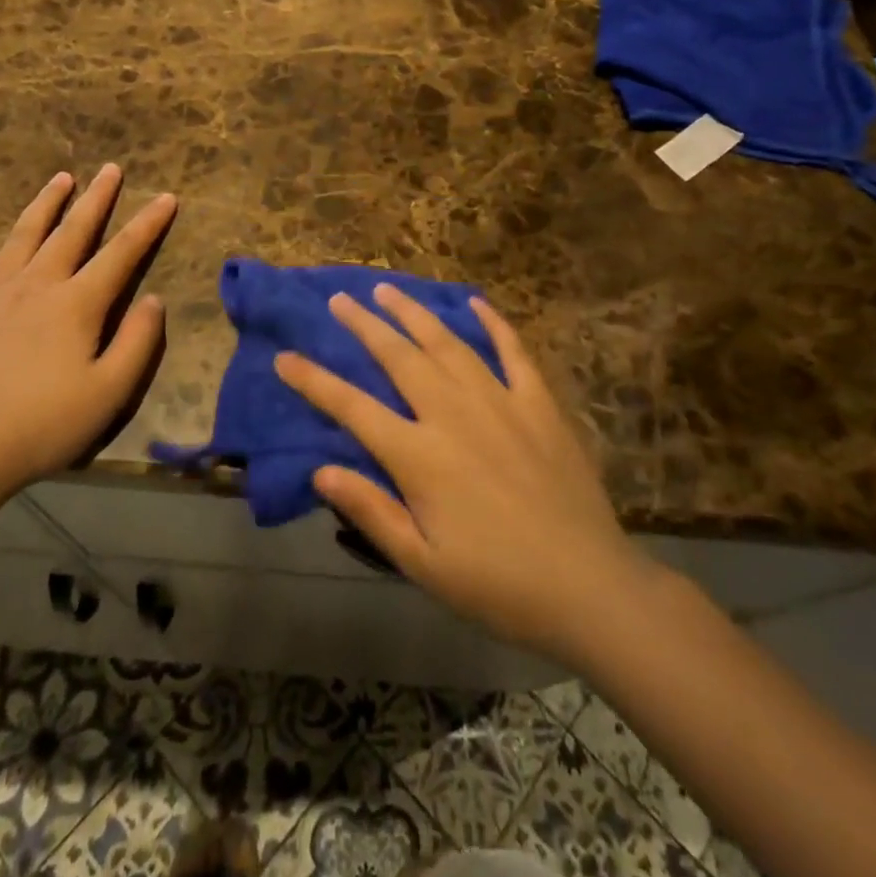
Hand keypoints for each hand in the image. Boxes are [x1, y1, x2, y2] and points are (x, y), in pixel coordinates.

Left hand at [0, 165, 176, 514]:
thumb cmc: (43, 427)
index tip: (167, 196)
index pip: (122, 254)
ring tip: (60, 179)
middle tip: (110, 169)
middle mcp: (36, 287)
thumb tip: (154, 299)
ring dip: (43, 207)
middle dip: (96, 199)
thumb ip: (137, 342)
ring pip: (21, 239)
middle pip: (72, 233)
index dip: (148, 224)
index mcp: (77, 305)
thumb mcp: (110, 393)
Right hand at [275, 285, 649, 663]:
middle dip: (364, 325)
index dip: (314, 381)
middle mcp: (453, 414)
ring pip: (447, 343)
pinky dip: (493, 323)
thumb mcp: (423, 564)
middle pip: (398, 357)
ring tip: (387, 290)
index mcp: (419, 456)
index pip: (353, 408)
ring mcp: (499, 401)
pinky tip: (475, 302)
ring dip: (413, 313)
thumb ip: (371, 511)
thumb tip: (320, 469)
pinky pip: (512, 351)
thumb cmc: (498, 584)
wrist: (590, 586)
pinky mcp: (538, 404)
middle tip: (339, 300)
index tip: (285, 357)